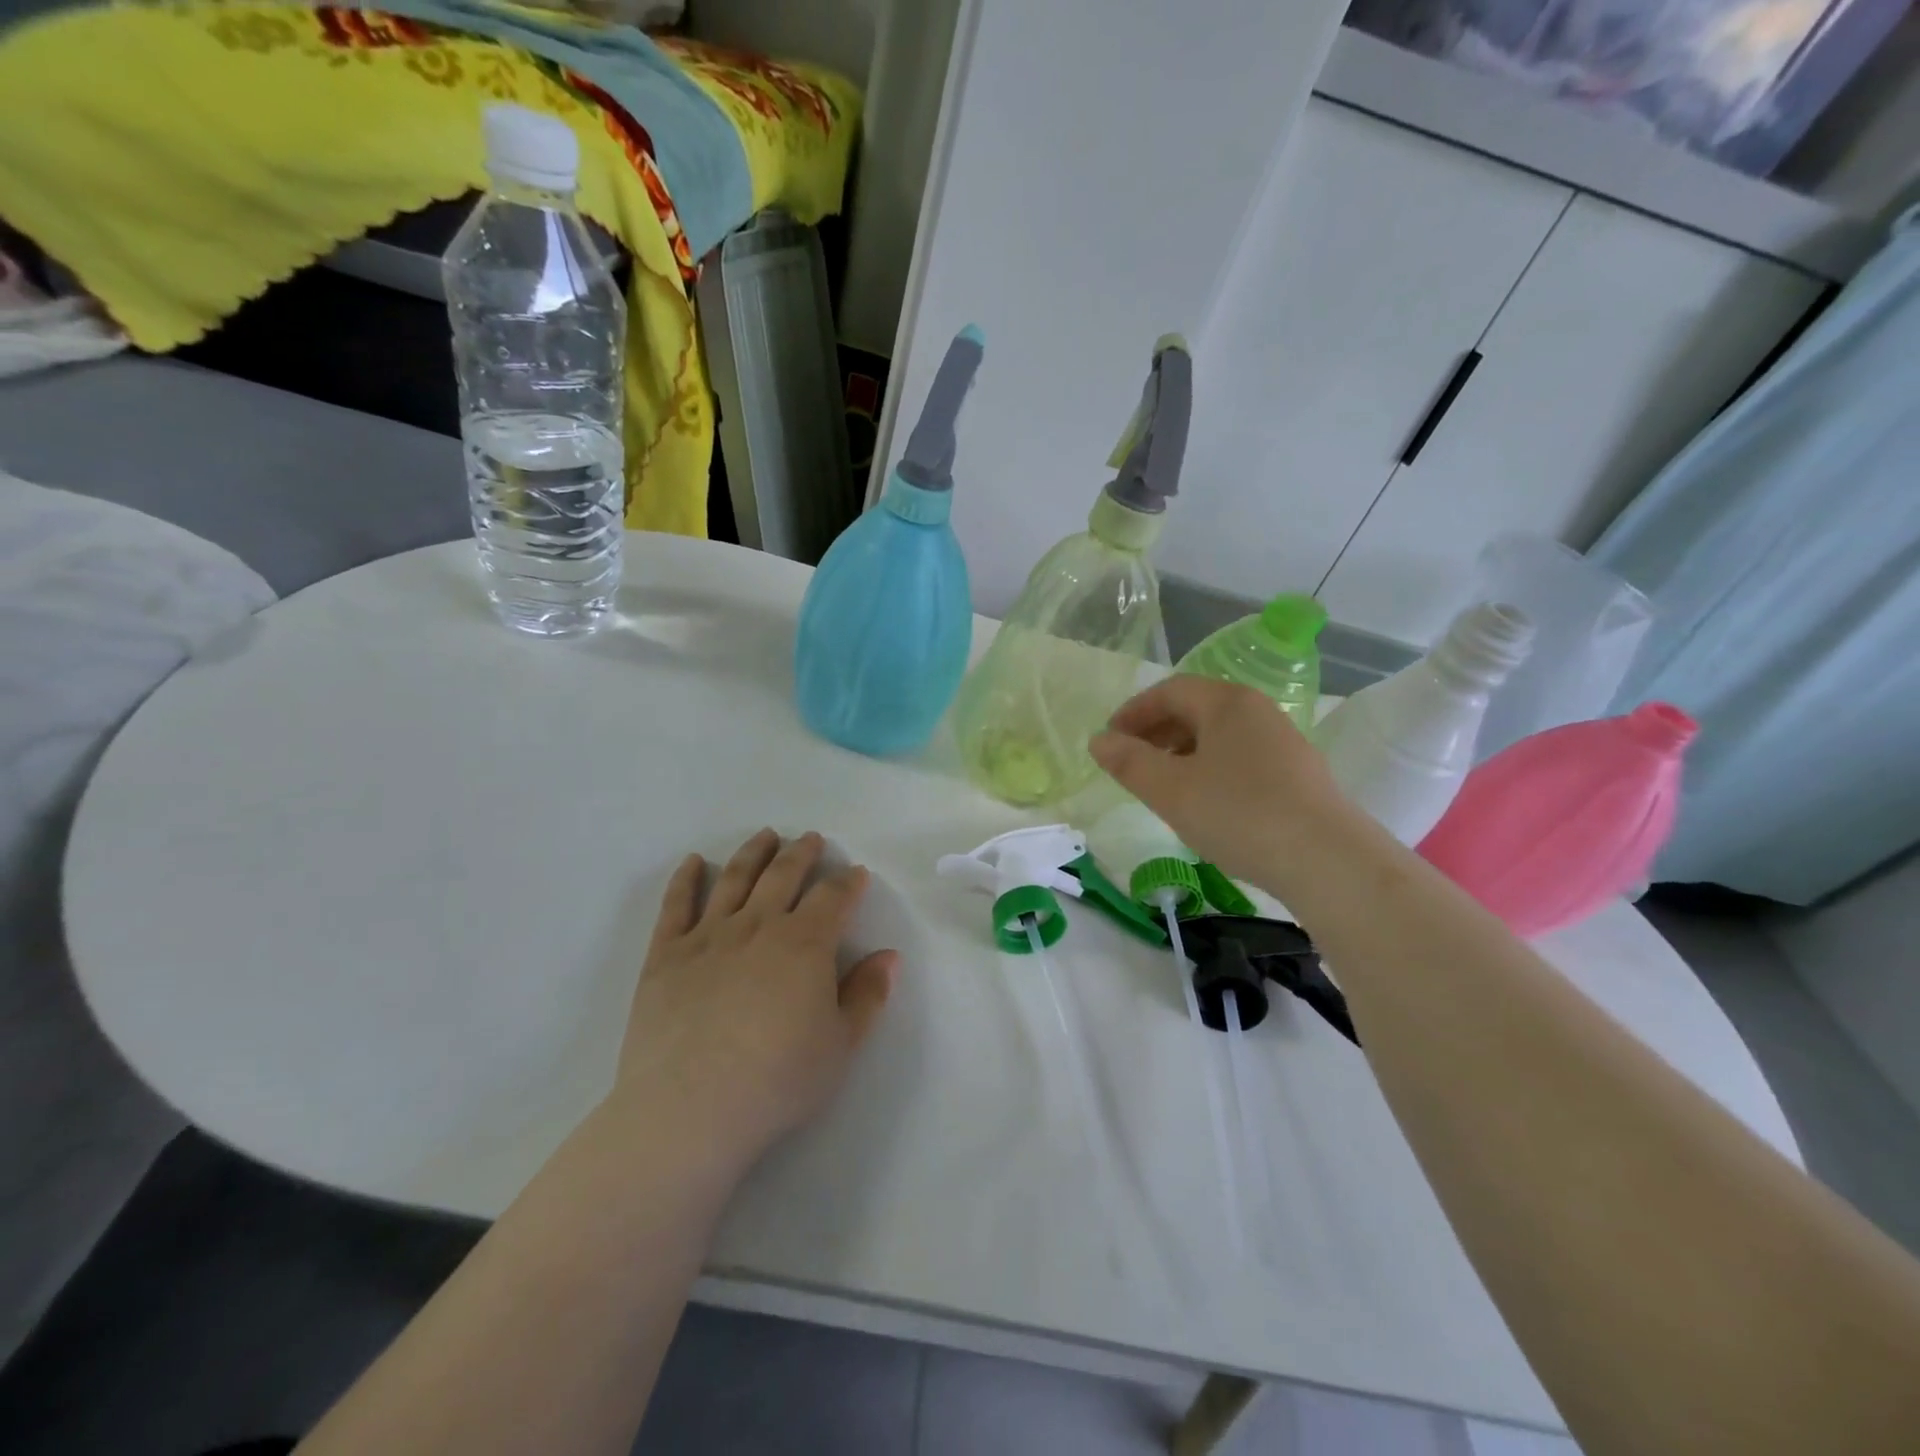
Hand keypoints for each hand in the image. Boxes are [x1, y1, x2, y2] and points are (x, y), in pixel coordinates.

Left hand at [613, 830, 896, 1170]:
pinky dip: (686, 879)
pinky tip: (694, 862)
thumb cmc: (777, 1080)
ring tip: (765, 836)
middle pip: (784, 875)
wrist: (689, 1110)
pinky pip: (676, 905)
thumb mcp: (840, 1045)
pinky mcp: (666, 954)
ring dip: (753, 852)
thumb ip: (867, 996)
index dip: (847, 883)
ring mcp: (708, 936)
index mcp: (805, 944)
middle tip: (811, 839)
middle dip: (802, 854)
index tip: (855, 874)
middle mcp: (759, 926)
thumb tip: (888, 956)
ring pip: (735, 879)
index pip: (832, 898)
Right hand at [1089, 676, 1350, 889]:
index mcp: (1227, 703)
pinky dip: (1210, 769)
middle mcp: (1258, 711)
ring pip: (1219, 736)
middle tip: (1129, 762)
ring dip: (1182, 751)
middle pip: (1196, 709)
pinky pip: (1240, 758)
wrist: (1328, 861)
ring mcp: (1283, 742)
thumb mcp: (1170, 790)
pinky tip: (1204, 803)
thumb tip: (1099, 740)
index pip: (1169, 690)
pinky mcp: (1298, 774)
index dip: (1133, 712)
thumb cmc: (1239, 814)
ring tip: (1161, 785)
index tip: (1109, 739)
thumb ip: (1128, 762)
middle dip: (1156, 731)